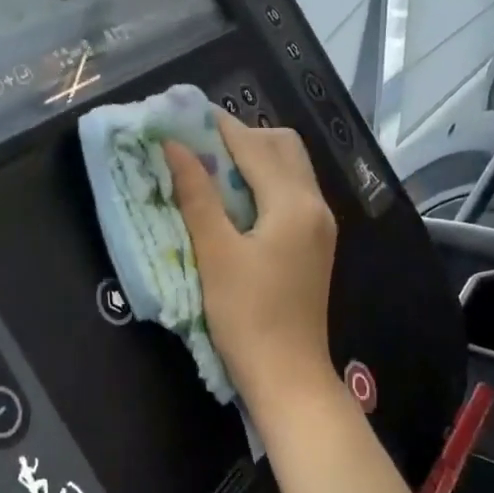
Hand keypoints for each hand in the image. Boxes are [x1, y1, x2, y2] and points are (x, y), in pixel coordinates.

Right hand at [163, 116, 337, 401]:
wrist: (288, 376)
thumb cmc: (247, 316)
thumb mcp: (215, 254)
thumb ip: (196, 196)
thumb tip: (174, 147)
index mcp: (293, 203)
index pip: (254, 145)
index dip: (217, 126)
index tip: (181, 116)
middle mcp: (315, 205)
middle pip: (282, 147)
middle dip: (241, 137)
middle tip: (198, 145)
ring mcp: (319, 226)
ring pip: (289, 169)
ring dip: (253, 159)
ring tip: (210, 169)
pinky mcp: (313, 245)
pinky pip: (290, 194)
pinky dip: (262, 183)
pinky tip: (233, 201)